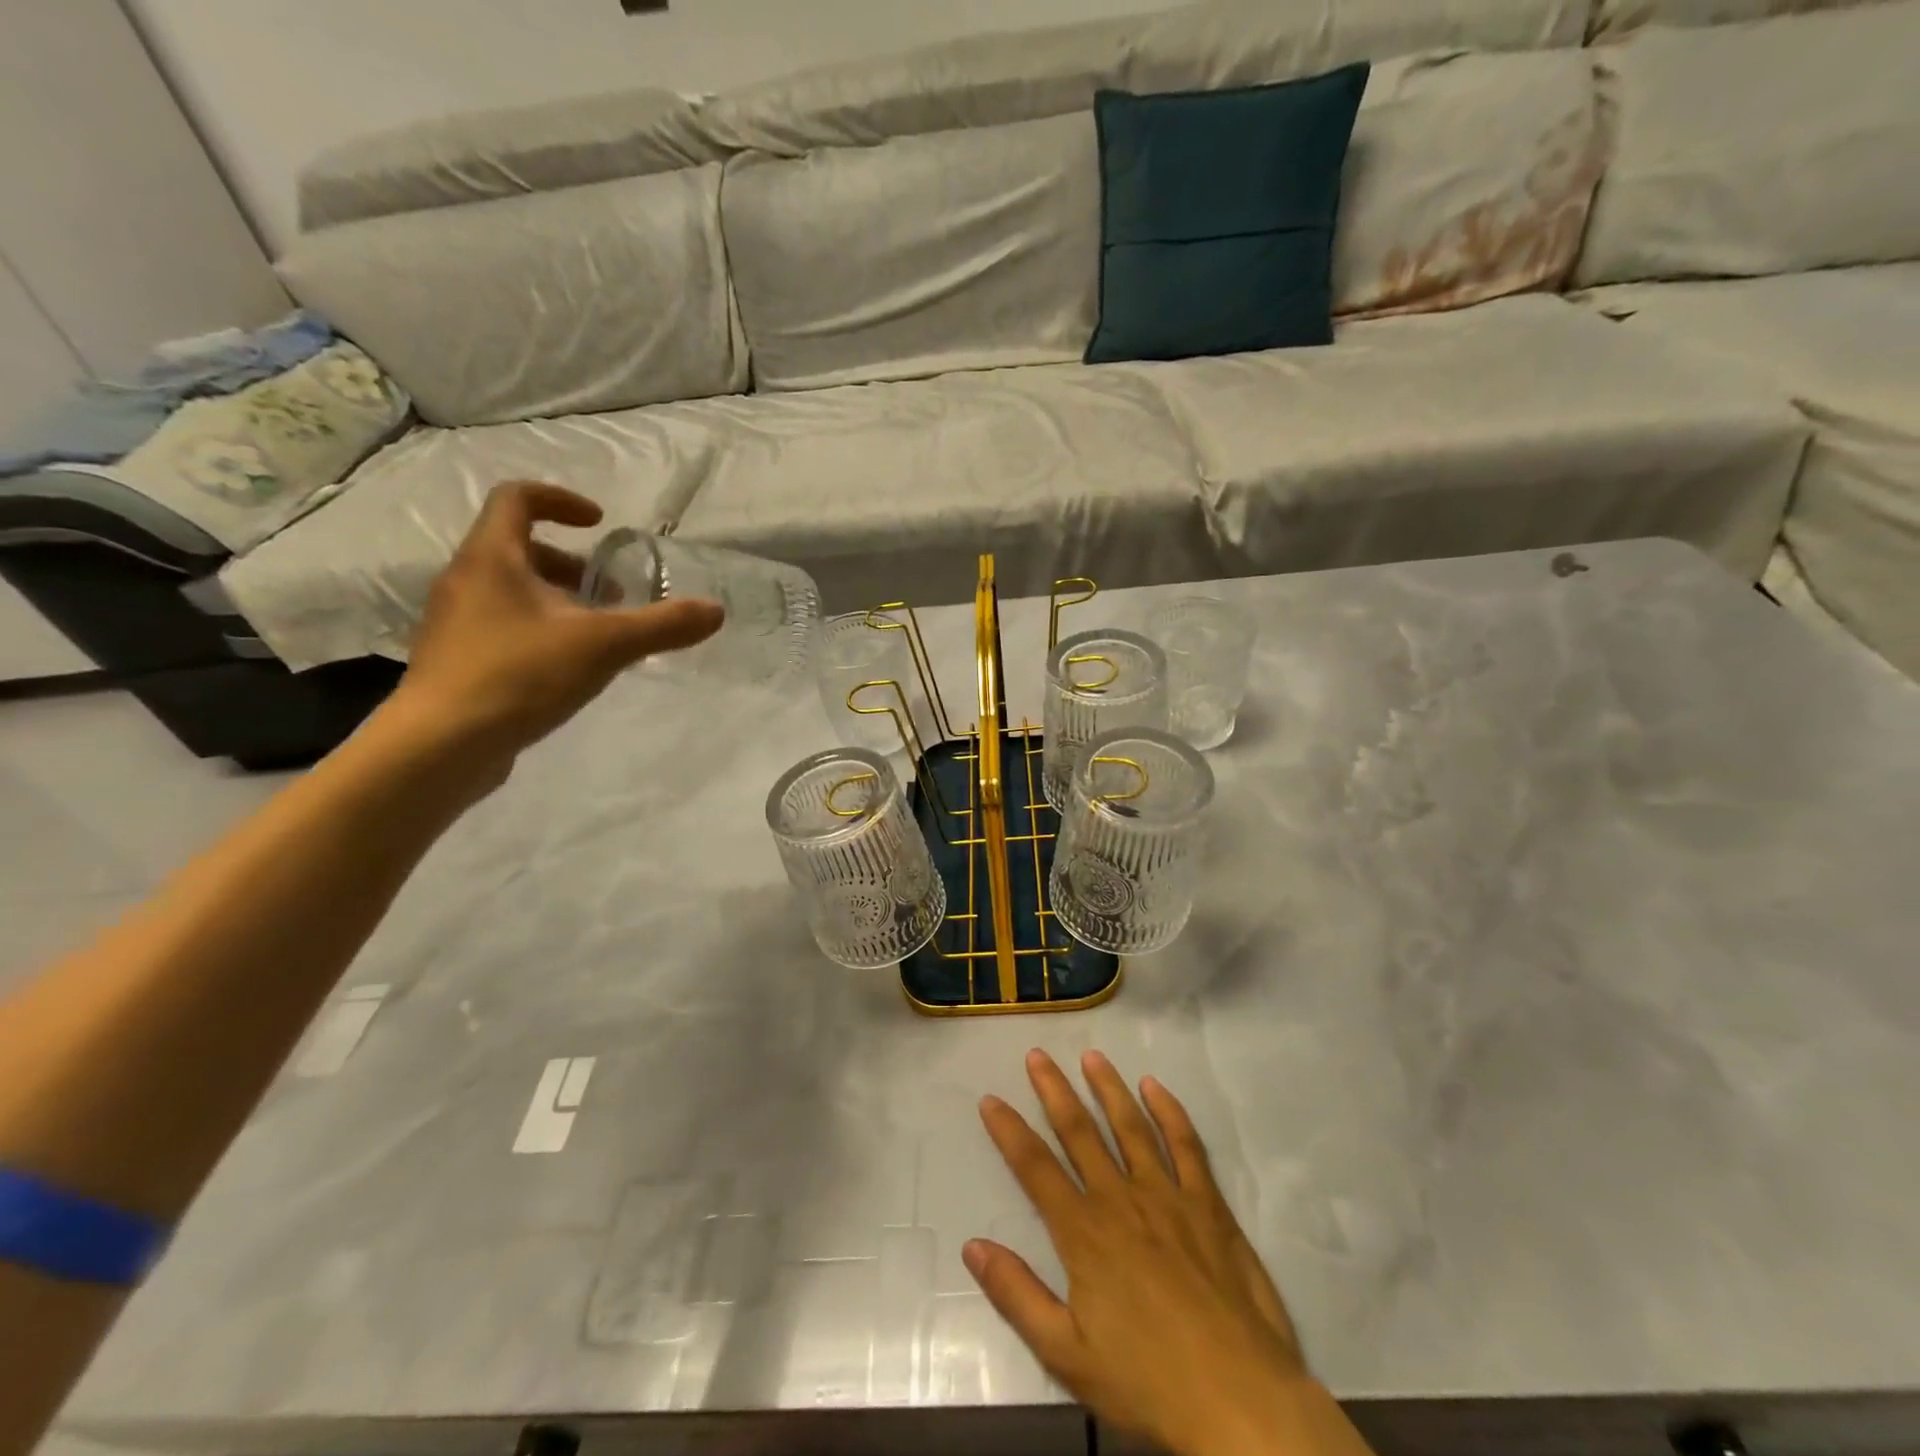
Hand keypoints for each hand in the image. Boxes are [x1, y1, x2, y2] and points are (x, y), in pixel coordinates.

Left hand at [393, 482, 721, 758]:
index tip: (601, 525)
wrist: (441, 745)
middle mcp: (465, 580)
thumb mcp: (604, 646)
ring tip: (598, 635)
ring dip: (558, 600)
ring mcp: (456, 622)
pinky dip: (540, 630)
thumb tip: (715, 612)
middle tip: (612, 594)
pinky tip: (569, 668)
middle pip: (518, 548)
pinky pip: (503, 626)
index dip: (562, 501)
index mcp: (492, 558)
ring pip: (511, 591)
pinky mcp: (458, 660)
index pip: (518, 498)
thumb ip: (662, 626)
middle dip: (572, 564)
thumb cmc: (519, 675)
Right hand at [968, 1050, 1373, 1455]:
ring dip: (1108, 1088)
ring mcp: (1168, 1196)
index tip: (990, 1099)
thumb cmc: (1149, 1383)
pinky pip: (1186, 1145)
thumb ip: (1018, 1295)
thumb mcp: (1068, 1355)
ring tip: (1091, 1056)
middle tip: (1037, 1055)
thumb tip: (972, 1246)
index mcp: (1085, 1234)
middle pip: (1080, 1132)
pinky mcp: (1207, 1204)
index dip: (1009, 1131)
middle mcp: (1121, 1199)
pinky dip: (1169, 1111)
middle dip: (1054, 1090)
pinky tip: (1155, 1087)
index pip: (1035, 1168)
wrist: (1241, 1402)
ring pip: (1130, 1126)